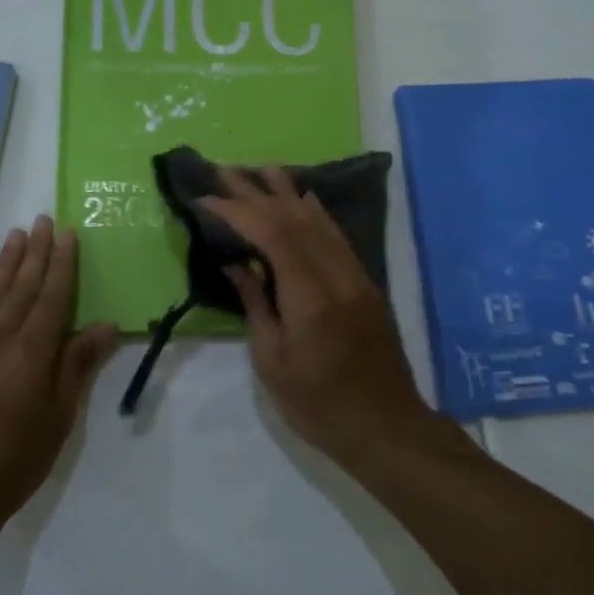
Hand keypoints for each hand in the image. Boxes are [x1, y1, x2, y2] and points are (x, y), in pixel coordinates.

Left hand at [0, 216, 117, 526]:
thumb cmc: (13, 461)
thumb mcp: (58, 418)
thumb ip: (77, 366)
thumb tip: (105, 325)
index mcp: (31, 351)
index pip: (51, 296)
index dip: (62, 264)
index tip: (67, 234)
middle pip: (21, 285)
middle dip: (35, 252)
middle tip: (42, 220)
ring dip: (6, 261)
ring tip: (16, 235)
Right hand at [201, 168, 434, 467]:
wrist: (386, 425)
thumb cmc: (319, 405)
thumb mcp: (273, 362)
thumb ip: (256, 305)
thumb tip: (236, 264)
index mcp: (310, 297)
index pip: (272, 234)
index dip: (238, 210)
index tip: (207, 198)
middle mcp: (336, 275)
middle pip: (296, 219)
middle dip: (257, 192)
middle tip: (226, 170)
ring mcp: (356, 277)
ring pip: (320, 221)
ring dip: (288, 192)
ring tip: (262, 169)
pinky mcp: (365, 284)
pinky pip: (337, 236)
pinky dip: (316, 212)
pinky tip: (305, 199)